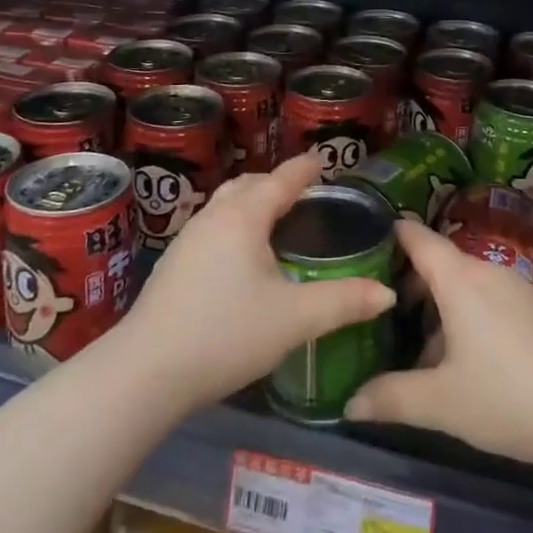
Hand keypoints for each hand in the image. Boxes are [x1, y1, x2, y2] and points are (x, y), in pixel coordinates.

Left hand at [117, 155, 395, 413]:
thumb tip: (386, 293)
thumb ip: (343, 302)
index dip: (305, 168)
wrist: (145, 372)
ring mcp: (188, 240)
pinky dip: (235, 224)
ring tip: (275, 220)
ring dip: (252, 202)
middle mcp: (213, 217)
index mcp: (244, 217)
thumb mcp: (294, 319)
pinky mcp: (173, 265)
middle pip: (248, 185)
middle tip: (304, 193)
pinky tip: (241, 257)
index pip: (281, 179)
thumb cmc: (225, 333)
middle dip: (276, 182)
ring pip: (226, 204)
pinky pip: (213, 226)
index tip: (323, 160)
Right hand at [345, 218, 532, 466]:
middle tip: (381, 314)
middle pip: (441, 265)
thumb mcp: (441, 403)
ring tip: (419, 351)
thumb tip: (348, 403)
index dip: (391, 234)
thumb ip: (391, 398)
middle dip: (410, 285)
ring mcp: (519, 290)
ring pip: (466, 288)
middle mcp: (488, 273)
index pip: (418, 238)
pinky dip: (469, 320)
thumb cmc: (509, 396)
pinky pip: (491, 303)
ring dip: (440, 310)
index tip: (363, 241)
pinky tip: (467, 365)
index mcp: (459, 279)